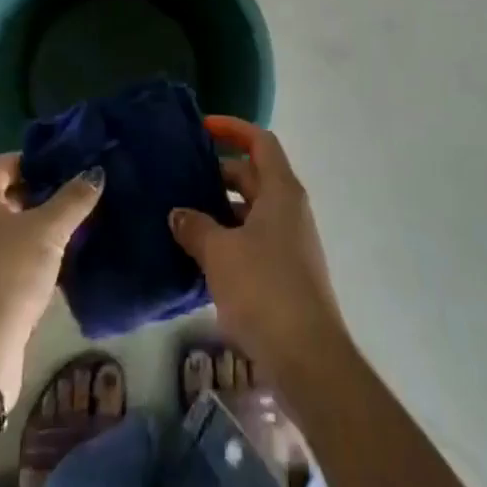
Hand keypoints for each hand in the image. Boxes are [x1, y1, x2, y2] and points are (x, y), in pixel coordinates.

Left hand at [0, 154, 102, 405]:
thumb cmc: (9, 275)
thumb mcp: (48, 231)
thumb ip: (74, 198)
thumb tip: (96, 171)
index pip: (7, 161)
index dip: (38, 159)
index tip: (71, 164)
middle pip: (9, 191)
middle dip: (44, 190)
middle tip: (80, 191)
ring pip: (12, 224)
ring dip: (41, 222)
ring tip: (79, 221)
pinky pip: (11, 251)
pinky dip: (33, 248)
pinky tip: (63, 255)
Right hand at [170, 118, 346, 373]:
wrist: (307, 358)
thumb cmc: (264, 289)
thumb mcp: (220, 253)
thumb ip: (195, 227)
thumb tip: (178, 214)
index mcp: (281, 191)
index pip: (260, 142)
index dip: (232, 128)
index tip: (202, 128)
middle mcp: (289, 209)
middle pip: (253, 176)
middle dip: (218, 174)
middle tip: (180, 178)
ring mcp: (290, 243)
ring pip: (251, 211)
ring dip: (220, 210)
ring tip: (181, 217)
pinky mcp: (285, 274)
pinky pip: (252, 241)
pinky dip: (228, 239)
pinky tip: (198, 257)